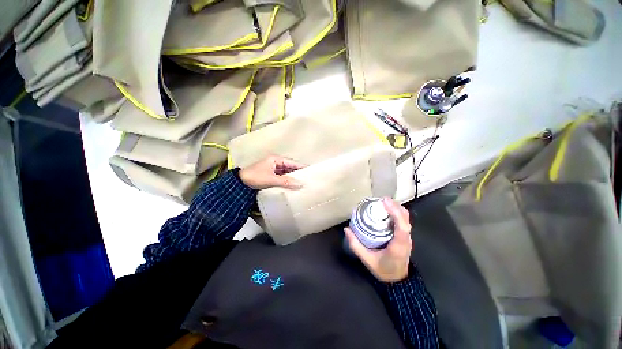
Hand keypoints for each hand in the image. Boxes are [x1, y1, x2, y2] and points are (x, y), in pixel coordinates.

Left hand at [239, 155, 305, 189]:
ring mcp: (272, 171)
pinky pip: (281, 178)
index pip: (291, 162)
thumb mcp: (271, 179)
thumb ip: (286, 182)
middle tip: (308, 178)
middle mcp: (274, 164)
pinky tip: (292, 186)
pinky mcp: (270, 177)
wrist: (239, 185)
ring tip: (302, 183)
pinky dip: (286, 182)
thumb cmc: (255, 177)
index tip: (310, 170)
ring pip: (285, 174)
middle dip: (297, 173)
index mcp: (275, 160)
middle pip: (289, 168)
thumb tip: (300, 184)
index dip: (300, 166)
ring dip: (292, 178)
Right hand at [345, 198, 411, 282]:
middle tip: (382, 200)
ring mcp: (407, 238)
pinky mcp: (405, 236)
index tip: (385, 202)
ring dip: (397, 208)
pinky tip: (387, 210)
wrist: (397, 280)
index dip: (395, 213)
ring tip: (384, 202)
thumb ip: (356, 245)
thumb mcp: (367, 260)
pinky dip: (397, 212)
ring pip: (406, 218)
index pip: (402, 227)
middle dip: (395, 206)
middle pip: (406, 219)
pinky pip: (404, 221)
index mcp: (398, 246)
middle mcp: (406, 240)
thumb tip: (347, 229)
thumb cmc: (383, 270)